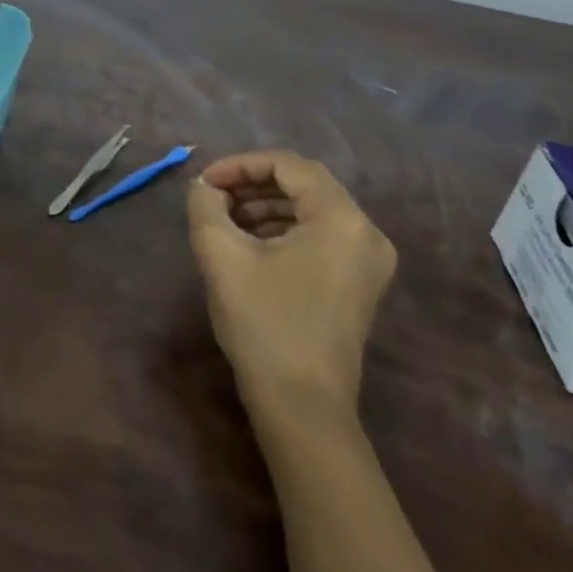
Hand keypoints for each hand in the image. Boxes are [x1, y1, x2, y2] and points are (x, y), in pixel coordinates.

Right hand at [187, 151, 396, 421]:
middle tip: (213, 197)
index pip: (288, 165)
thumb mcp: (221, 254)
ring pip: (310, 210)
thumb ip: (205, 205)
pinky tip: (249, 243)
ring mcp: (368, 261)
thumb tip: (204, 187)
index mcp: (341, 219)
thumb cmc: (263, 323)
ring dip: (265, 206)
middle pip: (303, 185)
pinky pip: (319, 236)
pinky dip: (282, 229)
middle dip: (252, 184)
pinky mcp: (359, 283)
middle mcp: (365, 232)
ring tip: (224, 219)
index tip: (205, 182)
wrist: (301, 407)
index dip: (240, 165)